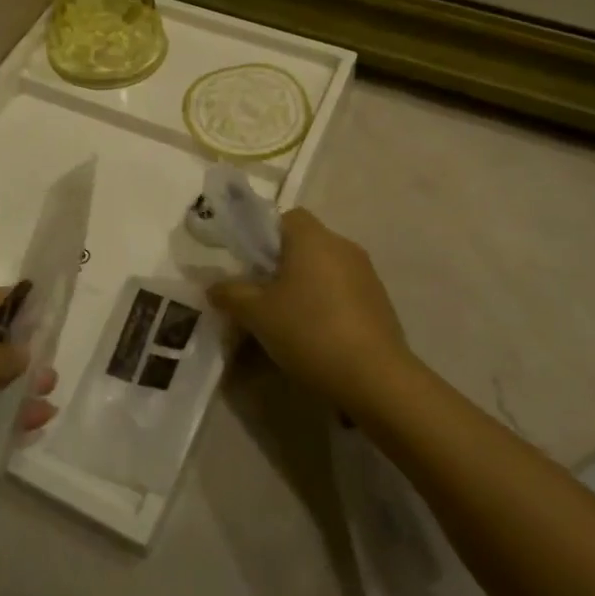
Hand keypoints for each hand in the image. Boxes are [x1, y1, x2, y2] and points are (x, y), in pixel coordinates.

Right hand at [207, 210, 414, 413]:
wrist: (375, 378)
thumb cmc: (309, 331)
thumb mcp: (257, 314)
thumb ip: (231, 294)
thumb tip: (214, 286)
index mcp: (313, 238)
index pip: (286, 217)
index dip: (264, 236)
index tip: (250, 265)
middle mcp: (342, 246)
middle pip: (305, 243)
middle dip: (281, 265)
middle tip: (261, 295)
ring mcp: (366, 274)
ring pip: (325, 268)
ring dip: (305, 286)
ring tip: (286, 320)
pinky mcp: (380, 302)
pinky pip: (344, 291)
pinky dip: (327, 304)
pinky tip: (316, 336)